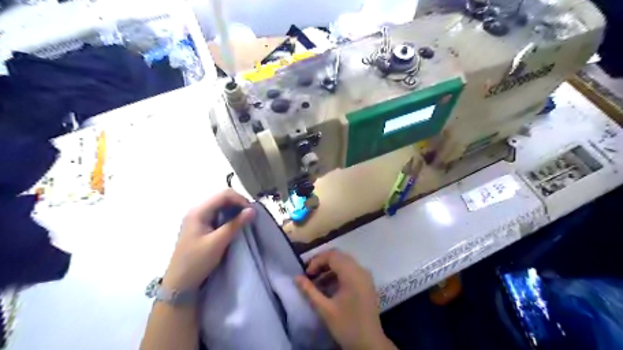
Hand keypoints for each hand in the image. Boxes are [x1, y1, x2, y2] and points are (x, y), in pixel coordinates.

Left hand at [164, 190, 256, 290]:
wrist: (179, 284)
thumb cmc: (196, 262)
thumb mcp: (218, 242)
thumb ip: (235, 224)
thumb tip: (252, 210)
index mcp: (199, 211)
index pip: (224, 195)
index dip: (240, 199)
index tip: (252, 212)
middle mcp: (197, 210)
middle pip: (222, 198)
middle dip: (238, 204)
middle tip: (250, 216)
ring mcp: (198, 218)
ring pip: (221, 206)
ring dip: (235, 210)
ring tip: (245, 220)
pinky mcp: (201, 226)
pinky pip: (218, 215)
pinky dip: (229, 217)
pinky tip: (235, 225)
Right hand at [295, 250, 392, 347]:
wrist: (370, 344)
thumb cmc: (347, 326)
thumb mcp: (325, 309)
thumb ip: (309, 290)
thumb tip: (296, 277)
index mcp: (352, 274)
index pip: (332, 256)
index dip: (317, 261)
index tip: (306, 274)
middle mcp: (361, 270)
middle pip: (339, 256)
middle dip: (322, 262)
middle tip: (309, 273)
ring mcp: (365, 275)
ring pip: (344, 262)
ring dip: (329, 267)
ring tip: (316, 280)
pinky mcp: (366, 282)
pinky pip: (350, 269)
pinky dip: (338, 273)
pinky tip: (328, 285)